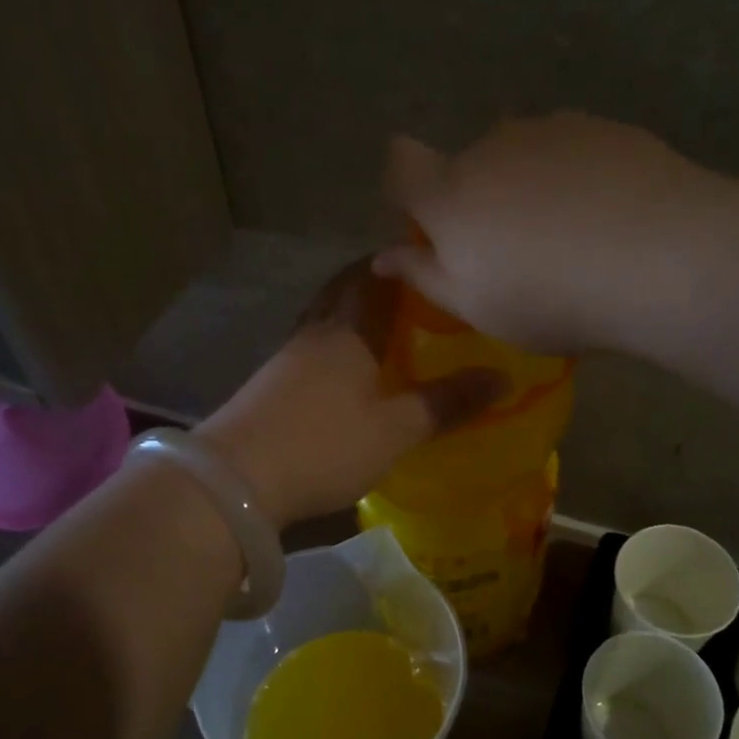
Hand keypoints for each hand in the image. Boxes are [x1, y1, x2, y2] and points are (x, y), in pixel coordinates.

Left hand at [197, 264, 503, 527]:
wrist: (236, 480)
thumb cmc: (324, 446)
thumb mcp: (397, 430)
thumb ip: (447, 402)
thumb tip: (502, 377)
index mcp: (348, 330)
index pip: (374, 277)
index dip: (399, 262)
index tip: (428, 257)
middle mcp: (316, 332)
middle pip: (343, 291)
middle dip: (374, 283)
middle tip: (412, 292)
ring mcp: (288, 358)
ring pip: (325, 320)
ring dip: (352, 315)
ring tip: (386, 329)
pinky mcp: (271, 384)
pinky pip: (312, 349)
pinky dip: (336, 346)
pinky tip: (349, 370)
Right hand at [371, 113, 718, 352]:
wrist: (659, 258)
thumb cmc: (549, 298)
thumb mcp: (476, 307)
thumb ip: (425, 275)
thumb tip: (383, 256)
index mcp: (450, 192)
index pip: (400, 162)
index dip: (405, 187)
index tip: (428, 224)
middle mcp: (491, 145)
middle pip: (468, 164)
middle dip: (478, 199)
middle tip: (514, 251)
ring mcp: (551, 129)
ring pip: (523, 155)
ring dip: (529, 186)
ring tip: (570, 237)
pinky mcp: (604, 126)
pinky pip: (571, 151)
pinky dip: (575, 177)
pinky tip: (607, 216)